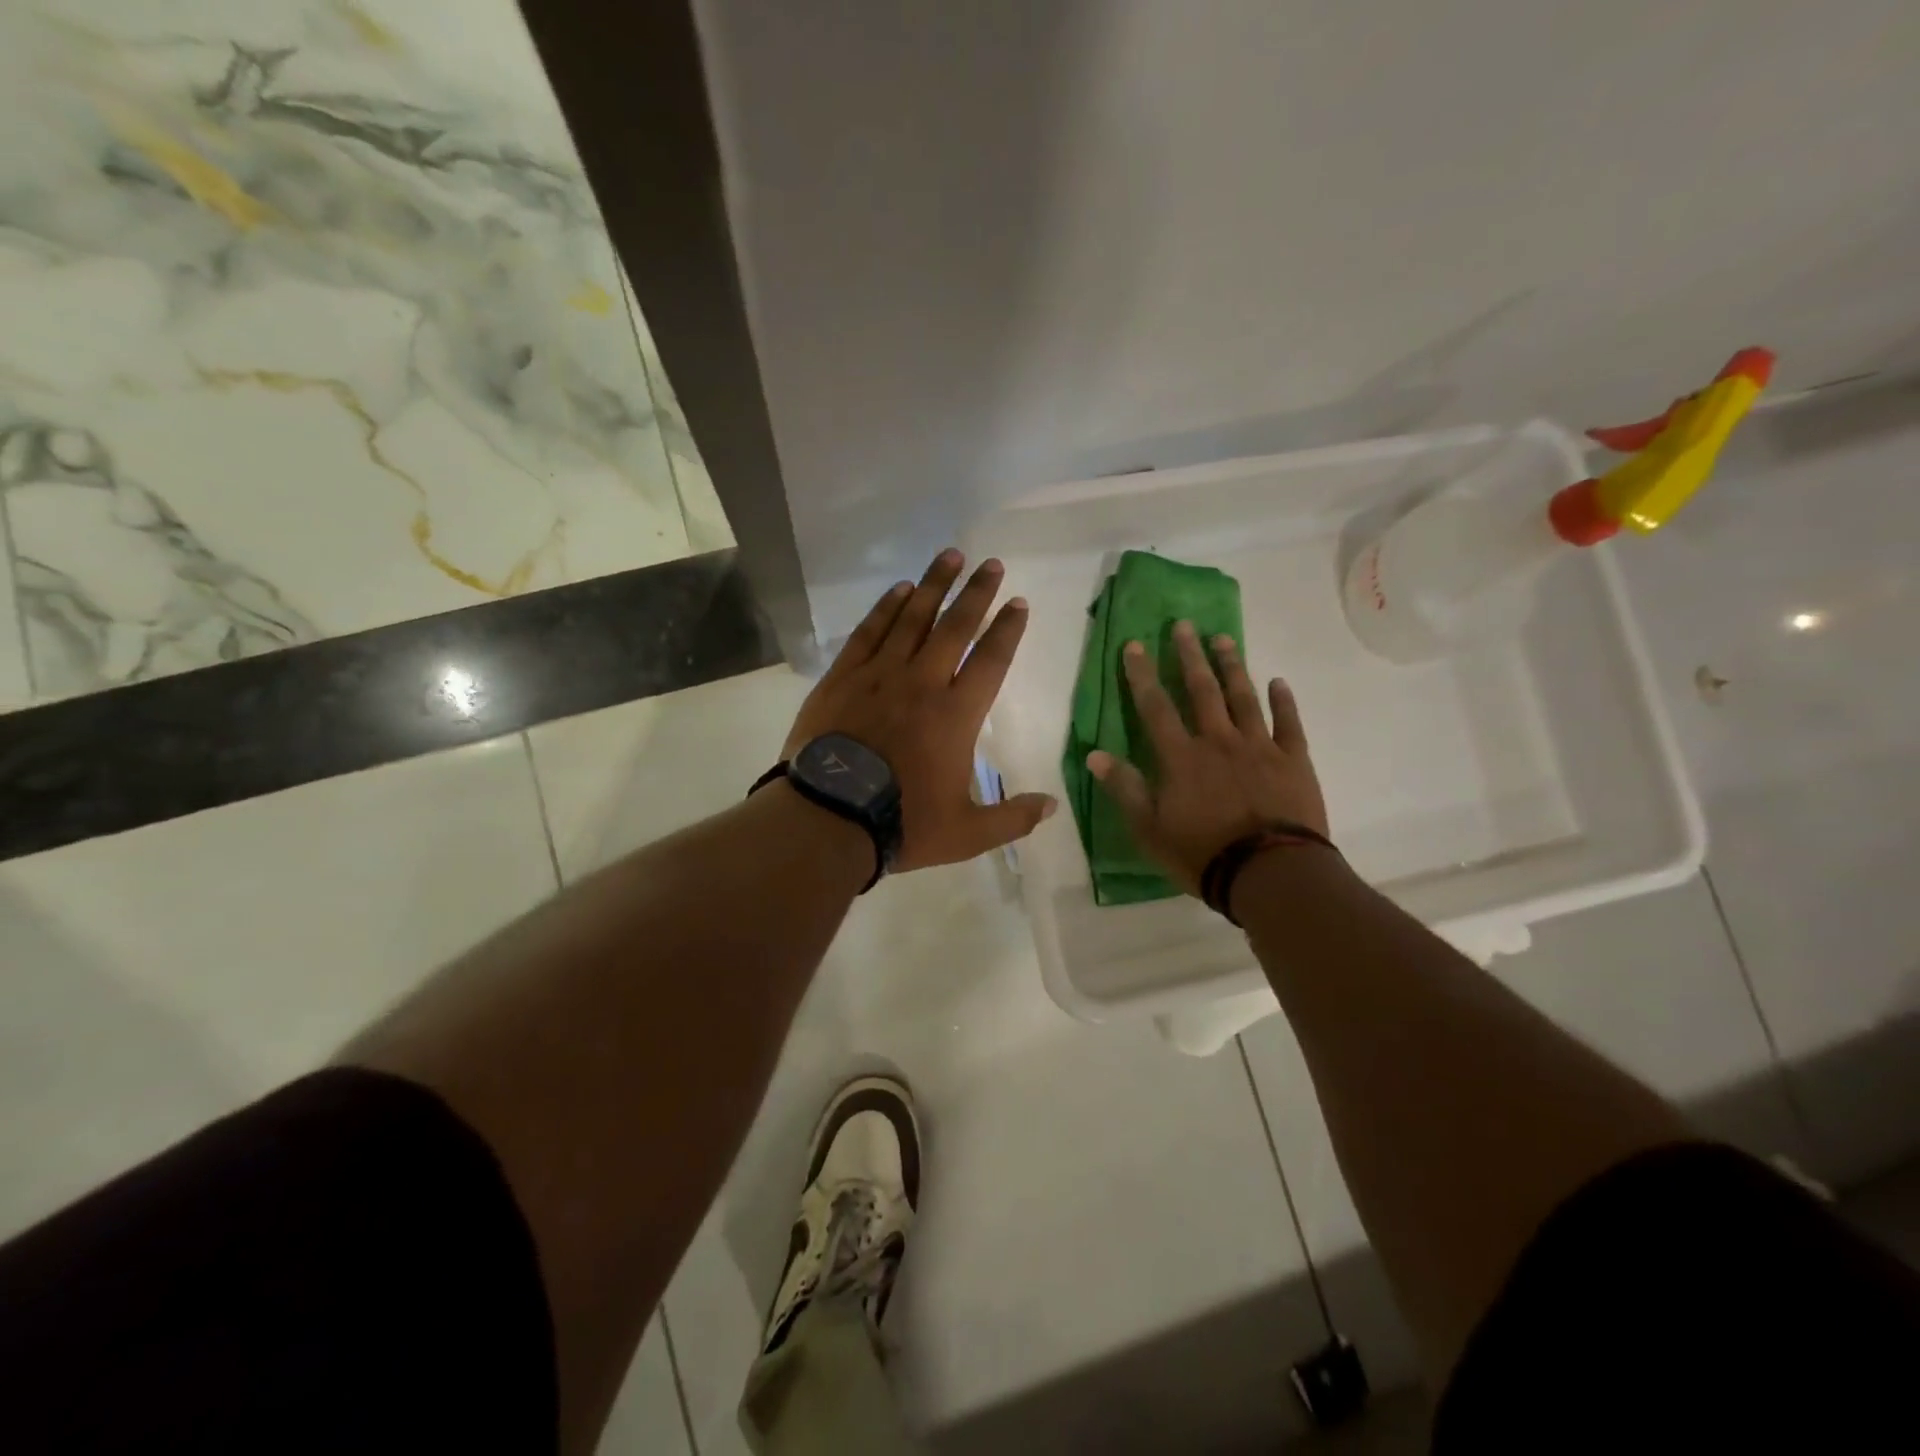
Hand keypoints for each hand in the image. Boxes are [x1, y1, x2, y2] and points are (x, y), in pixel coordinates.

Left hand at [784, 549, 1056, 872]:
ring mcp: (879, 675)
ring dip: (933, 585)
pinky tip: (899, 590)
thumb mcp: (967, 833)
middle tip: (991, 563)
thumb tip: (1053, 806)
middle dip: (976, 592)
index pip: (991, 660)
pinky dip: (886, 608)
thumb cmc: (902, 824)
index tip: (1018, 604)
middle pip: (955, 626)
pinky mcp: (843, 677)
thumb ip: (1013, 818)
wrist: (827, 817)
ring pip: (912, 618)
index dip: (1007, 629)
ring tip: (950, 556)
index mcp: (956, 715)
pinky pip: (869, 632)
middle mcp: (922, 682)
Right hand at [1088, 621, 1328, 894]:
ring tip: (1223, 638)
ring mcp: (1259, 748)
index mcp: (1181, 758)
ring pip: (1243, 698)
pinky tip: (1279, 681)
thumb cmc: (1202, 854)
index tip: (1134, 645)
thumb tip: (1095, 754)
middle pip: (1202, 691)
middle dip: (1189, 656)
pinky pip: (1289, 724)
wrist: (1271, 873)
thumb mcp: (1149, 829)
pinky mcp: (1293, 761)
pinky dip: (1284, 701)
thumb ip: (1125, 789)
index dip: (1142, 675)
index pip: (1155, 708)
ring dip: (1232, 667)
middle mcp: (1218, 742)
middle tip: (1184, 625)